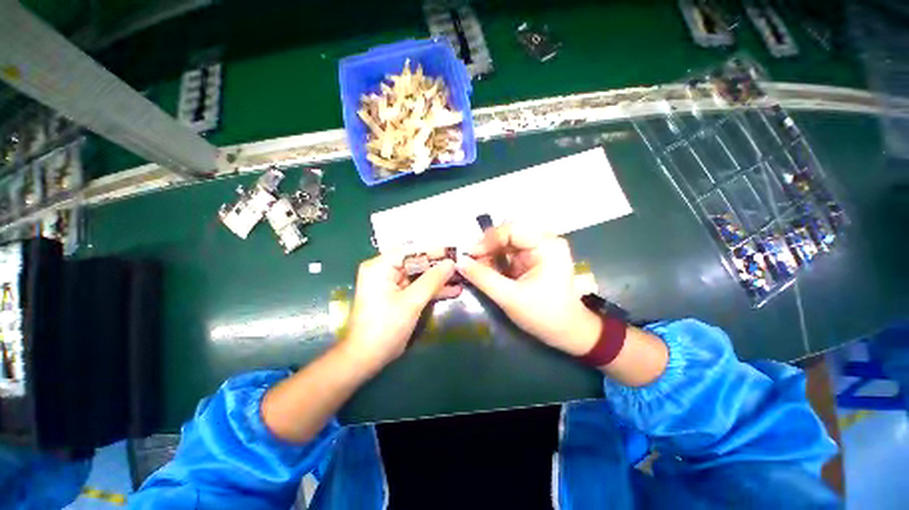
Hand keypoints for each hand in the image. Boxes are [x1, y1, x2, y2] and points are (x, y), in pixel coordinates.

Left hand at [340, 251, 460, 372]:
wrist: (365, 358)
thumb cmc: (386, 328)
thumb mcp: (412, 302)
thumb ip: (432, 280)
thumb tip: (451, 263)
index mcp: (380, 266)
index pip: (411, 250)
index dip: (434, 250)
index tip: (455, 252)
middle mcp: (383, 269)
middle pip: (415, 261)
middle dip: (438, 265)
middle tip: (461, 265)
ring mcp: (389, 283)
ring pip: (418, 274)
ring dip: (438, 278)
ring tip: (461, 278)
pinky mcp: (395, 294)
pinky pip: (416, 286)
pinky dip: (431, 289)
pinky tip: (452, 290)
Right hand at [456, 224, 601, 355]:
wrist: (567, 333)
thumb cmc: (544, 315)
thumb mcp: (509, 297)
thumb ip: (483, 278)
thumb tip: (458, 261)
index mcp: (547, 246)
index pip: (512, 230)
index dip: (488, 239)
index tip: (470, 254)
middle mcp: (545, 241)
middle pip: (509, 234)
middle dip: (488, 247)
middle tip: (470, 261)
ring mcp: (539, 250)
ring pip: (507, 243)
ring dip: (490, 254)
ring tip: (476, 268)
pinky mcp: (533, 259)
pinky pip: (510, 253)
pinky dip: (496, 261)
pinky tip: (486, 270)